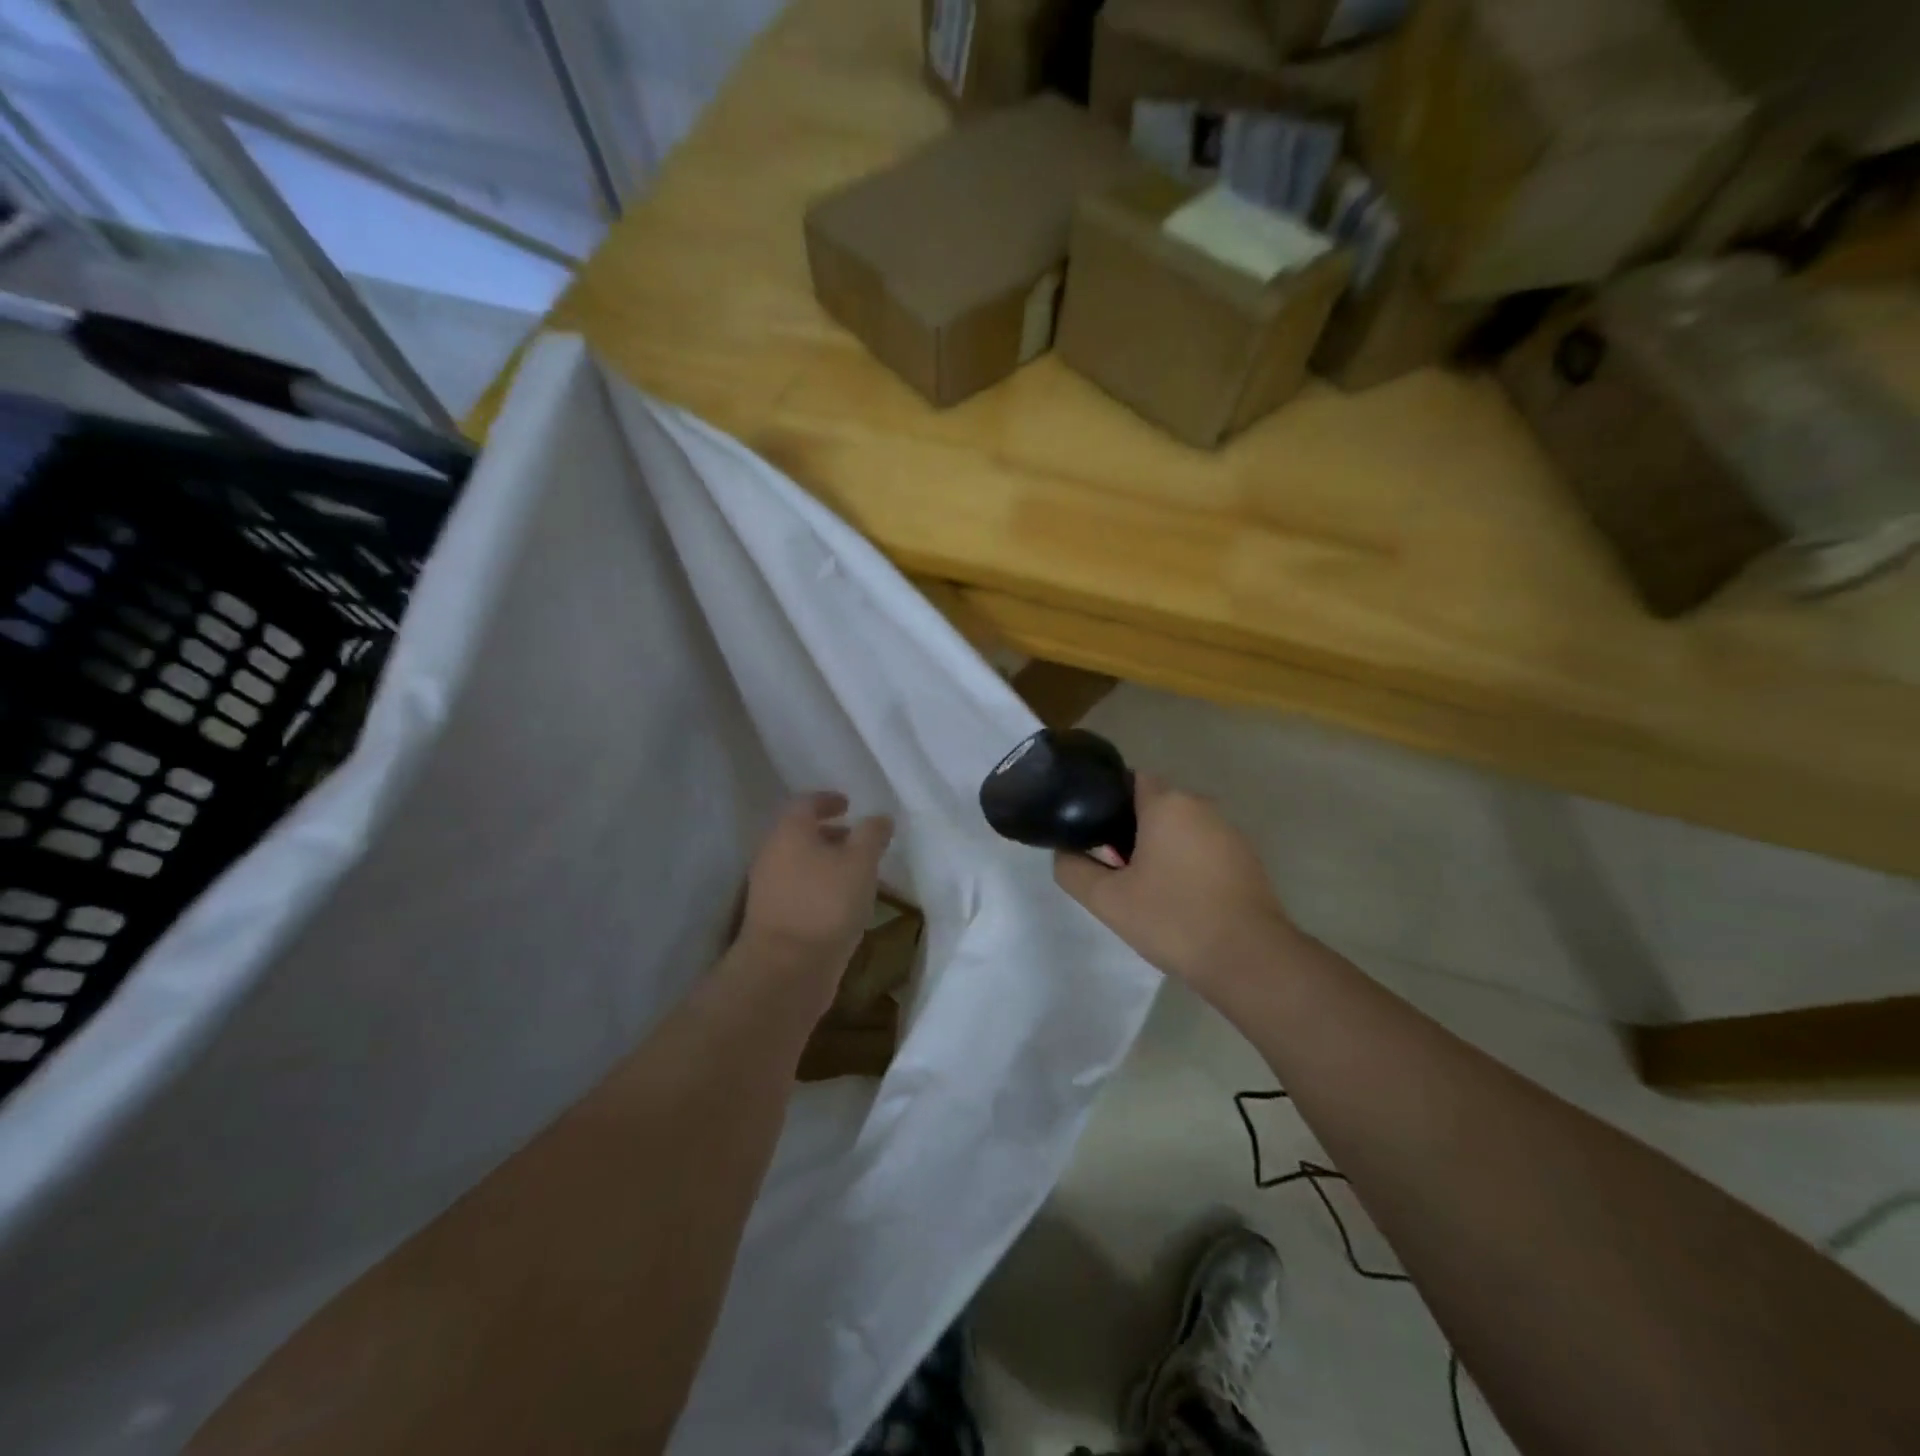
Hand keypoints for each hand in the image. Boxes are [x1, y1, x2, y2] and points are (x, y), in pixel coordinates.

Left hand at [739, 792, 893, 975]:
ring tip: (856, 873)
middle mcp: (772, 854)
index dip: (828, 800)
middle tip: (857, 839)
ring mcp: (768, 888)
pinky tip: (842, 903)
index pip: (806, 803)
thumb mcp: (860, 863)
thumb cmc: (826, 904)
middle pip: (800, 834)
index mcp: (789, 832)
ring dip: (825, 862)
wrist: (786, 969)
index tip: (848, 804)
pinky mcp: (772, 918)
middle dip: (829, 833)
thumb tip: (880, 818)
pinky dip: (819, 886)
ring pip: (799, 863)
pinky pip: (798, 890)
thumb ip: (871, 835)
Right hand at [1053, 774, 1294, 989]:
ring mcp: (1230, 832)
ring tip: (1145, 886)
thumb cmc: (1172, 918)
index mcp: (1168, 803)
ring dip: (1162, 847)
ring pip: (1182, 827)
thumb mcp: (1107, 899)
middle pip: (1156, 804)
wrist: (1248, 958)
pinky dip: (1188, 863)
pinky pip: (1205, 848)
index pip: (1131, 779)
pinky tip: (1180, 899)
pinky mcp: (1247, 859)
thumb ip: (1073, 869)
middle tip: (1113, 866)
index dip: (1108, 801)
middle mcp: (1202, 806)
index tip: (1094, 832)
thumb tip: (1063, 853)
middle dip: (1132, 827)